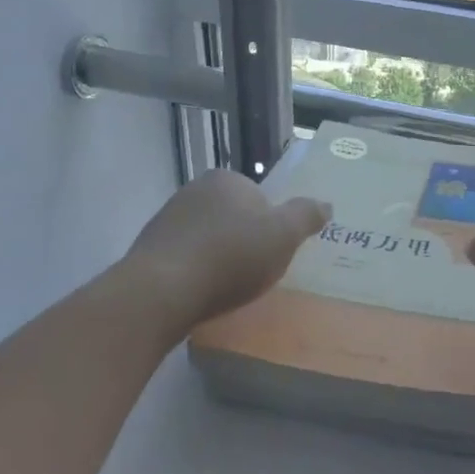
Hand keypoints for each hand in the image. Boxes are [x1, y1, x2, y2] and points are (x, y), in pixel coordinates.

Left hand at [124, 170, 329, 329]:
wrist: (161, 291)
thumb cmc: (230, 257)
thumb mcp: (283, 236)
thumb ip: (306, 216)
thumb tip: (325, 204)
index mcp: (225, 179)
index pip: (258, 197)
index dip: (271, 225)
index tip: (273, 252)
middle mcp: (193, 190)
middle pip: (233, 216)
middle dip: (244, 240)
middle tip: (255, 272)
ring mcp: (166, 219)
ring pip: (207, 238)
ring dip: (218, 258)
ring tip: (227, 288)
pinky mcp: (149, 249)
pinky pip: (185, 258)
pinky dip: (196, 273)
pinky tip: (201, 294)